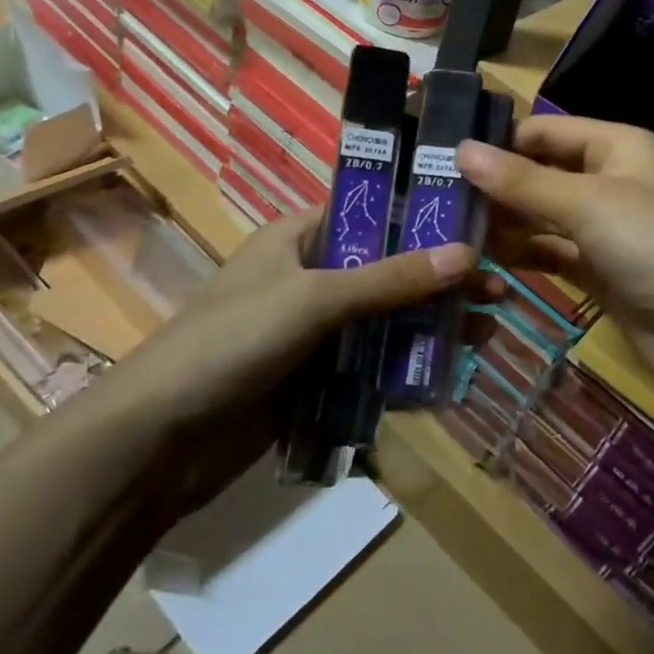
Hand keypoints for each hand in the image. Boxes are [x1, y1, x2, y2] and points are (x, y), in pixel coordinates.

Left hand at [111, 208, 476, 428]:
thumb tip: (468, 255)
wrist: (156, 442)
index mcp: (302, 235)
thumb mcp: (314, 298)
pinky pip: (375, 363)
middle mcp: (312, 274)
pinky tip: (450, 373)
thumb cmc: (231, 342)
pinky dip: (409, 366)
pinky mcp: (318, 376)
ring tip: (487, 332)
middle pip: (391, 268)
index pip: (375, 211)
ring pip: (388, 318)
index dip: (426, 217)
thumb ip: (391, 279)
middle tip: (497, 289)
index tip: (479, 226)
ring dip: (433, 324)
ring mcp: (316, 329)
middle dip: (442, 279)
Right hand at [456, 115, 653, 415]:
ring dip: (504, 223)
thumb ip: (522, 181)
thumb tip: (460, 149)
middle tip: (435, 200)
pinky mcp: (600, 271)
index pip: (545, 131)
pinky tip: (483, 262)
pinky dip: (524, 254)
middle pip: (542, 173)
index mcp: (616, 146)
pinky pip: (553, 253)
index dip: (499, 142)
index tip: (442, 157)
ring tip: (448, 232)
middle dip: (496, 186)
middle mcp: (609, 180)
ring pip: (543, 216)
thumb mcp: (587, 203)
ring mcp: (606, 229)